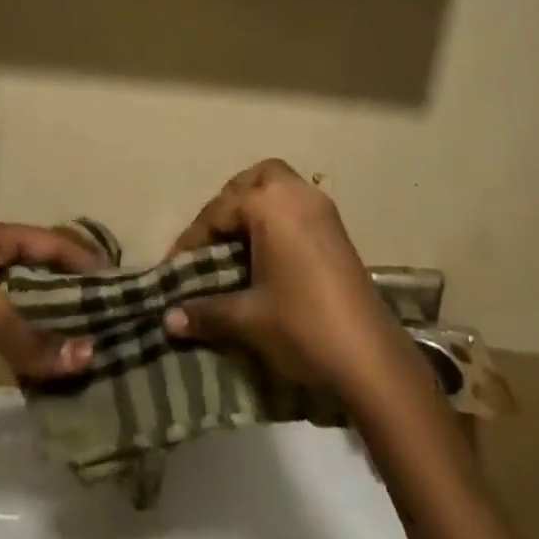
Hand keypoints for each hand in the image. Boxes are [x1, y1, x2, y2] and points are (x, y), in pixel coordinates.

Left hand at [0, 219, 98, 386]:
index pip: (53, 242)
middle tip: (100, 313)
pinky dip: (19, 331)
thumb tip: (87, 359)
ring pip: (18, 294)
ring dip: (43, 313)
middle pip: (37, 266)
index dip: (84, 259)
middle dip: (67, 288)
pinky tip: (33, 352)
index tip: (115, 282)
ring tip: (74, 336)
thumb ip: (35, 337)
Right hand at [161, 160, 406, 394]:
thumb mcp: (248, 318)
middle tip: (212, 240)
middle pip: (254, 180)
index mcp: (270, 204)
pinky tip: (268, 254)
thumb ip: (205, 311)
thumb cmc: (302, 325)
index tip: (175, 268)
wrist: (371, 358)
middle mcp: (297, 194)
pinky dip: (278, 218)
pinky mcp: (338, 230)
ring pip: (280, 188)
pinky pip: (298, 206)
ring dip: (256, 207)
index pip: (219, 211)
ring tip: (237, 244)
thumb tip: (166, 320)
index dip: (193, 240)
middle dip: (230, 204)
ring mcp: (322, 210)